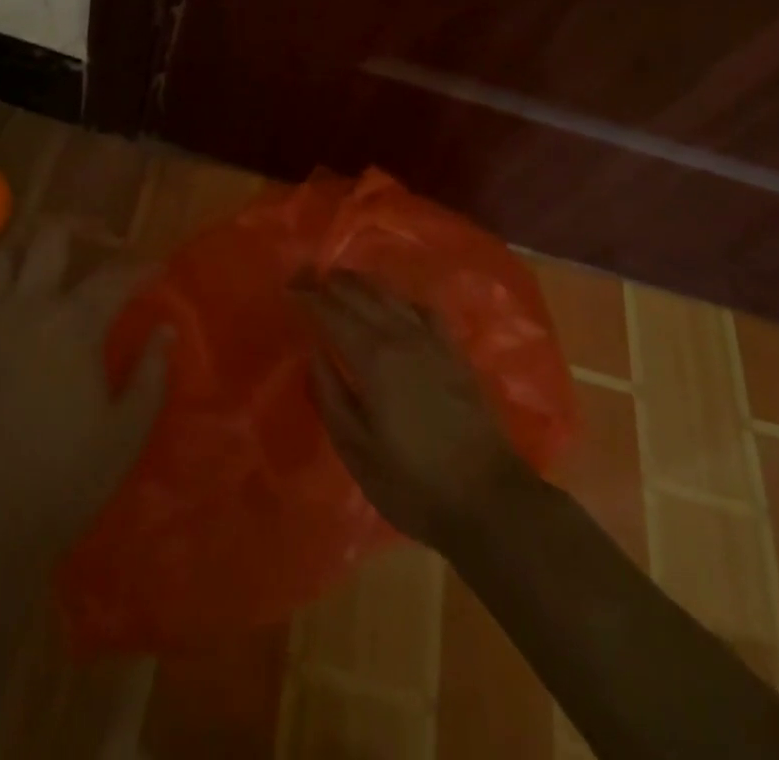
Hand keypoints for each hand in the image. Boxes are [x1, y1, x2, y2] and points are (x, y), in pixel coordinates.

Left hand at [0, 224, 172, 560]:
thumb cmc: (64, 477)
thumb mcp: (126, 431)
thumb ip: (151, 374)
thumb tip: (165, 331)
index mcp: (72, 324)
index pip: (115, 276)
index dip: (142, 267)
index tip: (160, 267)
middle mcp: (26, 307)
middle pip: (50, 237)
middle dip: (81, 225)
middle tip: (103, 237)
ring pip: (2, 255)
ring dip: (30, 248)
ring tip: (48, 261)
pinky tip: (7, 305)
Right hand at [300, 272, 529, 547]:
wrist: (491, 501)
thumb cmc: (414, 484)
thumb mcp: (357, 450)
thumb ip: (330, 395)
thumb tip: (313, 352)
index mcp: (373, 358)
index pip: (331, 312)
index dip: (307, 297)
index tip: (288, 288)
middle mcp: (401, 337)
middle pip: (360, 294)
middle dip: (330, 282)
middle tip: (307, 277)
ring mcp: (433, 341)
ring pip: (391, 295)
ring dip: (362, 283)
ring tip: (341, 281)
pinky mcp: (455, 352)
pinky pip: (422, 309)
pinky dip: (400, 299)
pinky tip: (395, 305)